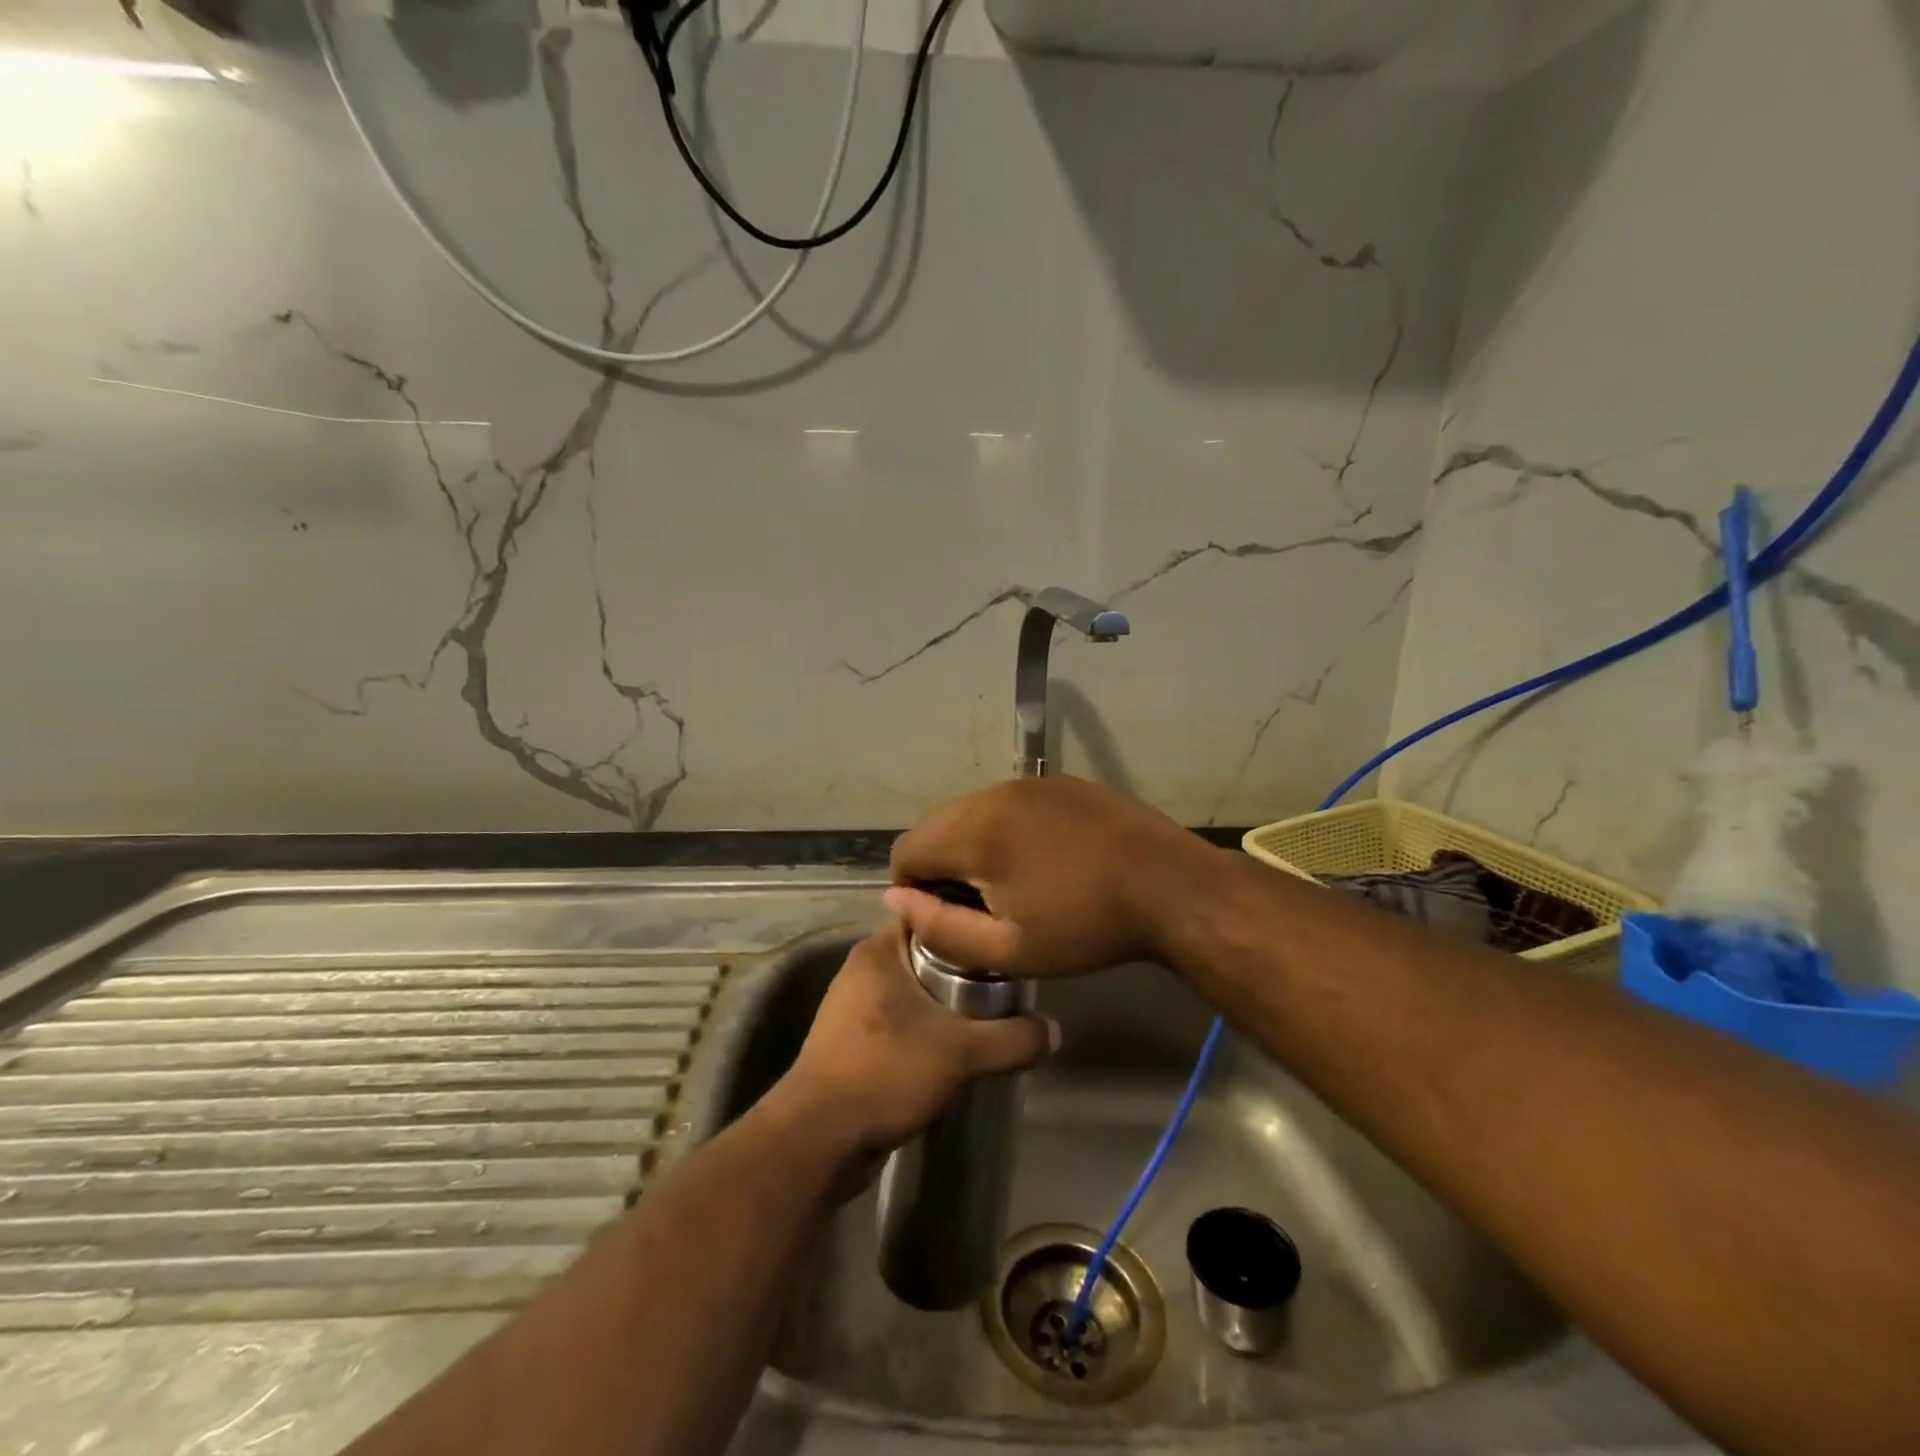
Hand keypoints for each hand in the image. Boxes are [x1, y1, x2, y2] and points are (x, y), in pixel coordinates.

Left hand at [771, 924, 1056, 1162]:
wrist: (818, 1139)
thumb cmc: (885, 1072)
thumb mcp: (961, 1052)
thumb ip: (1012, 1038)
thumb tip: (1053, 1030)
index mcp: (879, 950)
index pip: (930, 913)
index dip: (968, 920)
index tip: (1003, 932)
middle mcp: (863, 969)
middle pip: (927, 953)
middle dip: (965, 967)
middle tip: (1007, 978)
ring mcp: (854, 1007)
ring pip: (914, 989)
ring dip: (946, 1001)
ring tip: (990, 1012)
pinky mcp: (852, 1041)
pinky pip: (901, 1020)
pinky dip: (927, 1028)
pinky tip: (955, 1046)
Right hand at [885, 776, 1222, 977]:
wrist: (1171, 888)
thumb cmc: (1086, 926)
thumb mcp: (1009, 948)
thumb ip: (940, 926)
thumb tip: (895, 898)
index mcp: (975, 832)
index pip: (907, 849)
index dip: (911, 887)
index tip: (942, 916)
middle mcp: (994, 794)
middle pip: (937, 825)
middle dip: (940, 863)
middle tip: (975, 904)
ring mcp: (1031, 782)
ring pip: (973, 810)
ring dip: (973, 843)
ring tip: (1011, 882)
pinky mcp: (1061, 782)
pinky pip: (1011, 802)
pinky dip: (1007, 827)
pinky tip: (1043, 857)